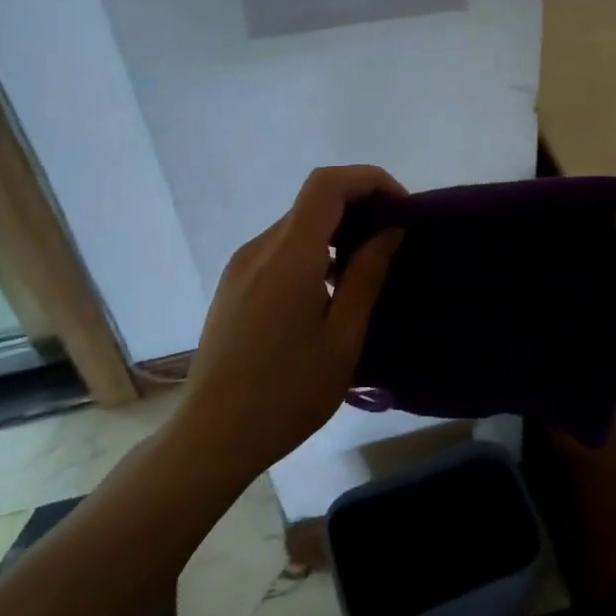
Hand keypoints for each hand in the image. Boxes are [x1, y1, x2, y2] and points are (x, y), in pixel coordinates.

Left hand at [174, 165, 404, 477]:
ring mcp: (241, 265)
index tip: (402, 208)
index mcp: (289, 256)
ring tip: (366, 269)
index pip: (328, 184)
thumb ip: (366, 276)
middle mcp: (260, 248)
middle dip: (359, 206)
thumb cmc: (288, 392)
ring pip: (297, 225)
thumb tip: (388, 231)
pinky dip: (313, 250)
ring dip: (336, 231)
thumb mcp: (342, 338)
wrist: (213, 436)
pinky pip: (280, 249)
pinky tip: (328, 290)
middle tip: (394, 241)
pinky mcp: (233, 285)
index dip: (369, 180)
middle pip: (313, 201)